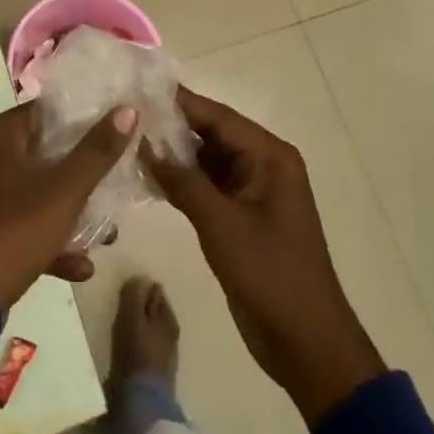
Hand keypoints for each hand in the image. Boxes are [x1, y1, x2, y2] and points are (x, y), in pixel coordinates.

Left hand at [0, 101, 138, 314]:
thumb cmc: (17, 229)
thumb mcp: (66, 189)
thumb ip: (97, 150)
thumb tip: (127, 110)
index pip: (45, 111)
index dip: (81, 117)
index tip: (113, 127)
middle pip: (43, 152)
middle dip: (81, 170)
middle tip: (114, 175)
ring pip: (35, 192)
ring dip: (69, 210)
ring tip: (106, 231)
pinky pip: (23, 223)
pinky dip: (49, 239)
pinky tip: (82, 266)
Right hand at [143, 87, 384, 427]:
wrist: (307, 344)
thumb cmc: (270, 275)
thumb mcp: (222, 225)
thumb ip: (183, 181)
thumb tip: (144, 144)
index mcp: (270, 156)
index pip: (218, 117)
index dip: (180, 102)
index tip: (140, 88)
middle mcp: (263, 164)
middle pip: (212, 134)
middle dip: (172, 127)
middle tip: (127, 116)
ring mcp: (252, 191)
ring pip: (207, 160)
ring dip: (174, 155)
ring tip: (129, 140)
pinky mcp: (241, 215)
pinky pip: (208, 186)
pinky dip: (182, 181)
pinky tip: (148, 177)